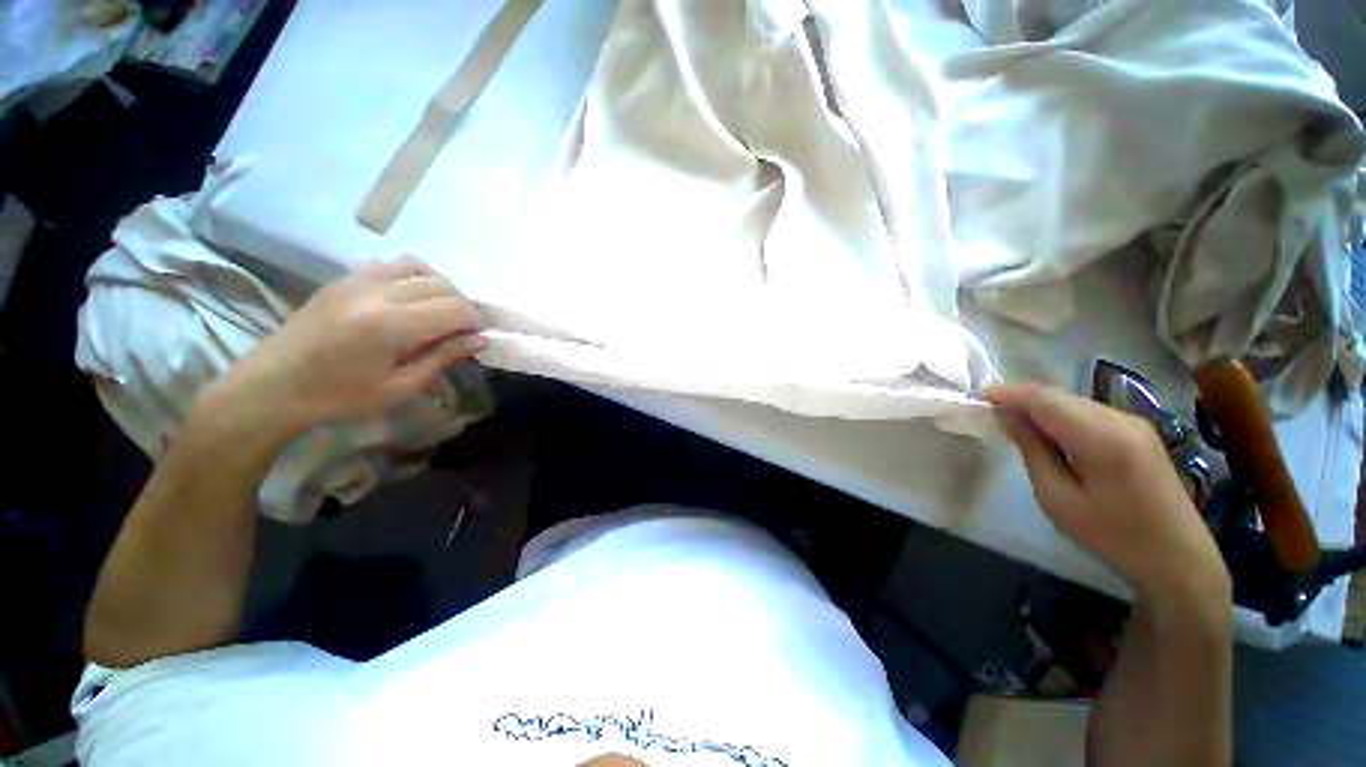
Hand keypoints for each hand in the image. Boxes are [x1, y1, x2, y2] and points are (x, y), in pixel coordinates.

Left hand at [216, 257, 485, 433]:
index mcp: (391, 326)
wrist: (273, 386)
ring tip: (438, 310)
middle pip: (441, 284)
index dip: (475, 322)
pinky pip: (391, 265)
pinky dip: (412, 277)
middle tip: (462, 329)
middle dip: (461, 305)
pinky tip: (410, 298)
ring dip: (439, 286)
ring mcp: (357, 280)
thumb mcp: (399, 387)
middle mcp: (377, 293)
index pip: (455, 309)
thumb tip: (479, 340)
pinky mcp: (344, 278)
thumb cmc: (339, 396)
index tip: (477, 338)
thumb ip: (442, 357)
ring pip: (418, 267)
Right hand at [986, 383, 1229, 607]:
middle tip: (987, 412)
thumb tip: (1006, 417)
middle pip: (1057, 395)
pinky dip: (1058, 416)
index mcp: (1101, 438)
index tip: (975, 400)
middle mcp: (1120, 419)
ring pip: (1071, 401)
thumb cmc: (1113, 535)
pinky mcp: (1137, 431)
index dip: (1006, 394)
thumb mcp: (1059, 499)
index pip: (1043, 399)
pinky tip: (1046, 433)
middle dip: (1018, 398)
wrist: (1179, 557)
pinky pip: (1086, 412)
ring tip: (1010, 423)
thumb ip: (1032, 451)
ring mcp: (1133, 422)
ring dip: (1038, 407)